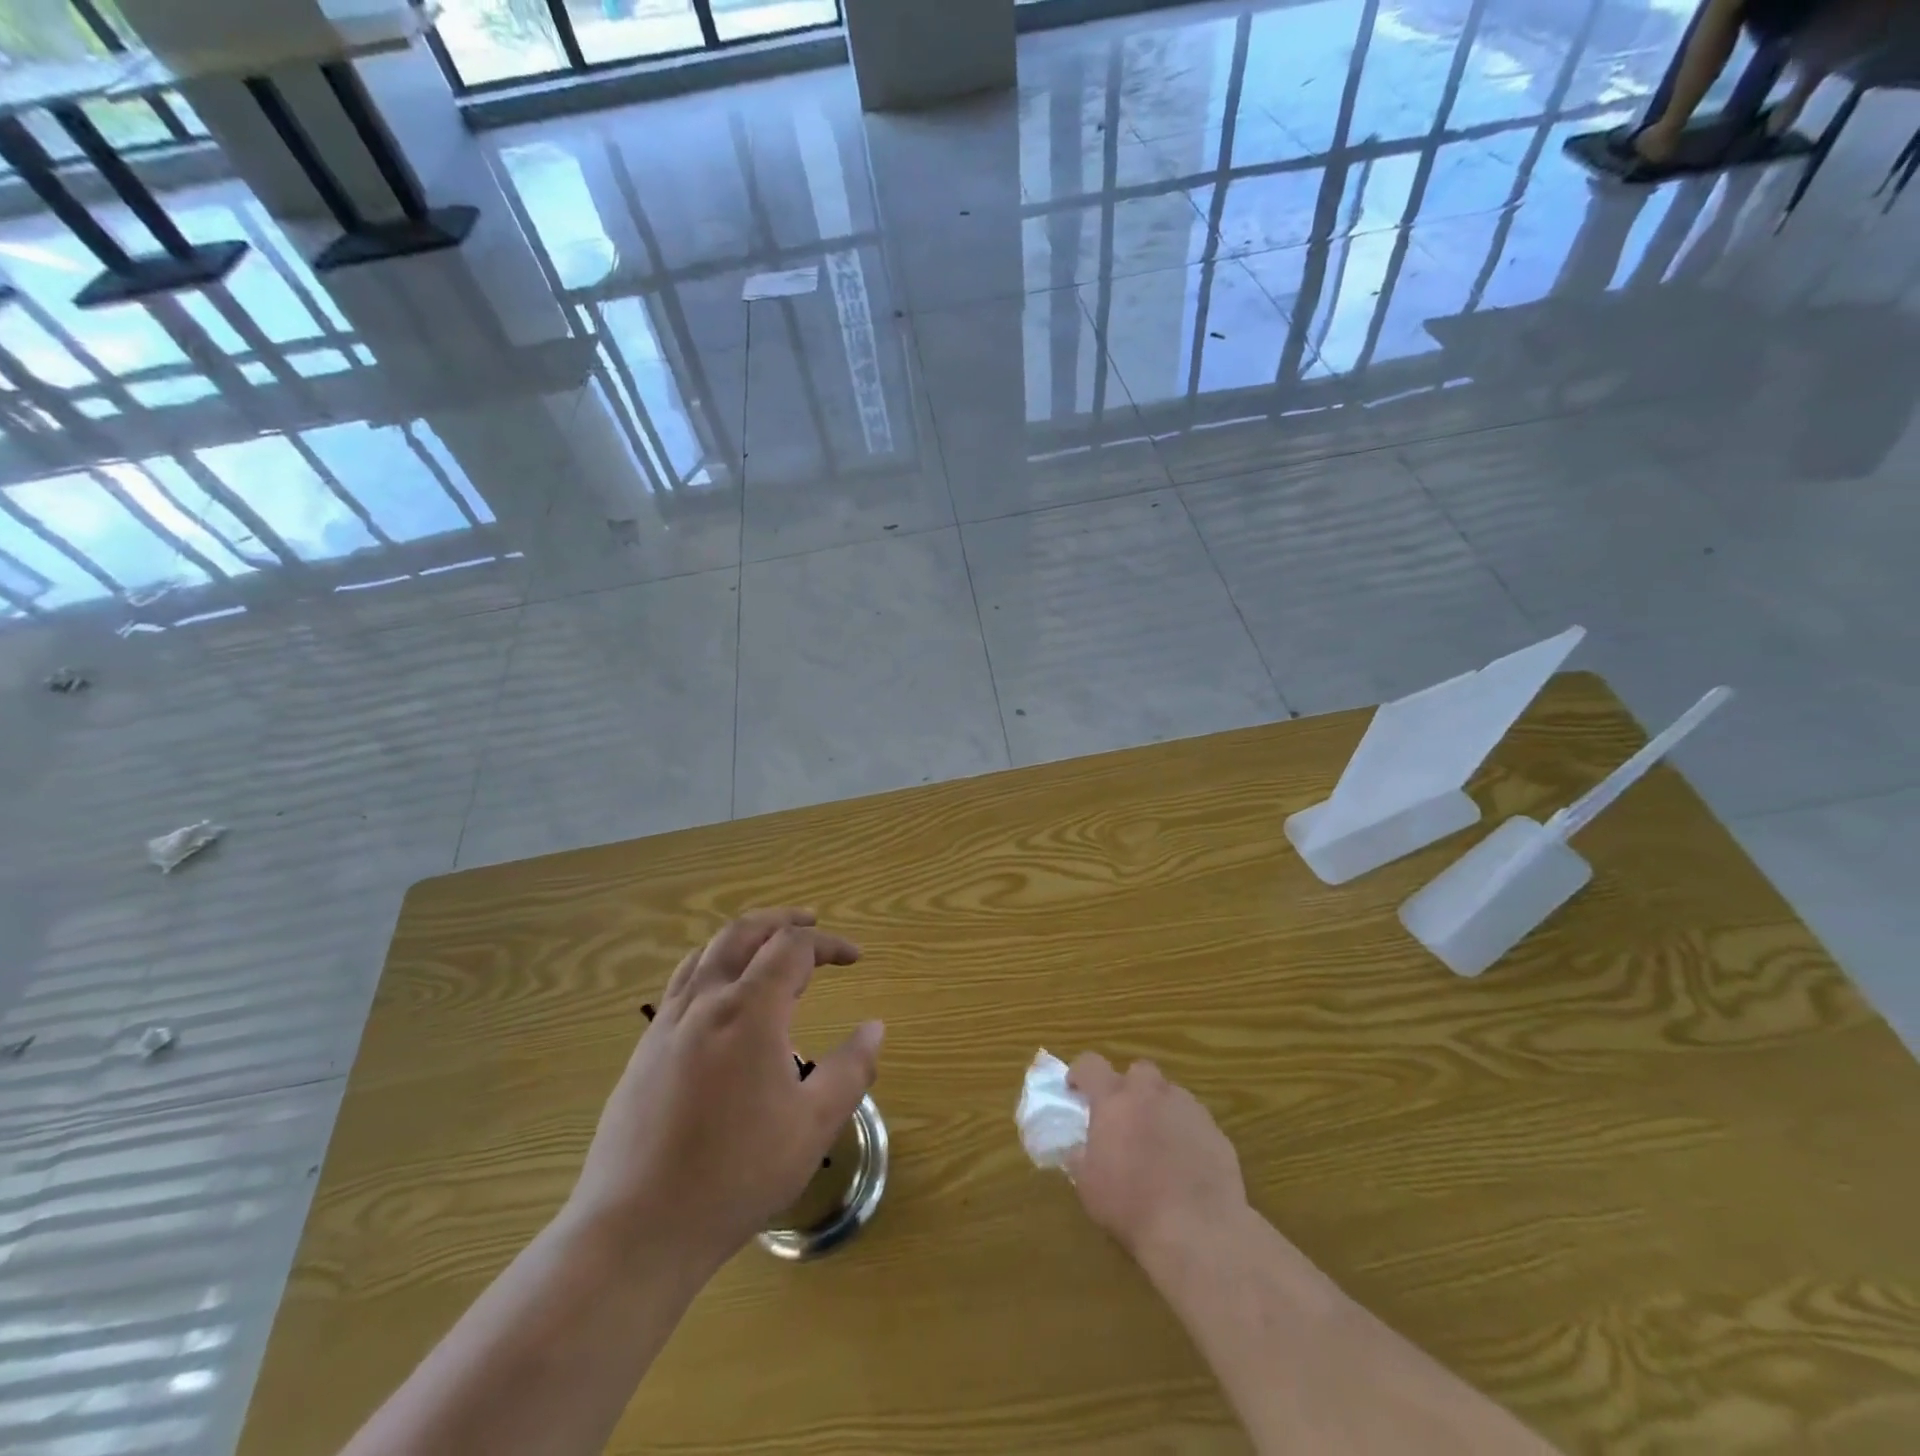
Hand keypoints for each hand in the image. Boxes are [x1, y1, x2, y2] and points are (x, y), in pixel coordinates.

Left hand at [566, 909, 883, 1270]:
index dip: (829, 944)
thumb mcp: (813, 1126)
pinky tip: (722, 1000)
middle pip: (743, 932)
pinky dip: (713, 966)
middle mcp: (705, 1002)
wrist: (637, 1229)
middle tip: (811, 923)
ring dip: (744, 938)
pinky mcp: (644, 1051)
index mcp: (749, 1011)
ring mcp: (667, 1024)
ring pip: (707, 953)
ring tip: (768, 949)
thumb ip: (851, 1069)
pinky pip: (682, 983)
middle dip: (782, 920)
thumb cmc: (736, 1174)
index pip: (793, 948)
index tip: (856, 958)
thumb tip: (875, 1027)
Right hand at [1065, 1053, 1247, 1260]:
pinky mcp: (1215, 1131)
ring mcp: (1187, 1108)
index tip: (1076, 1090)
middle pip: (1138, 1071)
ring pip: (1170, 1094)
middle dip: (1129, 1087)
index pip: (1091, 1065)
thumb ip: (1081, 1156)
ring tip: (1157, 1142)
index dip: (1081, 1073)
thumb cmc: (1132, 1206)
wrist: (1197, 1229)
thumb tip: (1079, 1148)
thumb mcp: (1088, 1186)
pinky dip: (1185, 1132)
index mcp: (1114, 1100)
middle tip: (1124, 1116)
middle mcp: (1150, 1093)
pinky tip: (1185, 1163)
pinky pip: (1194, 1120)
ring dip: (1159, 1108)